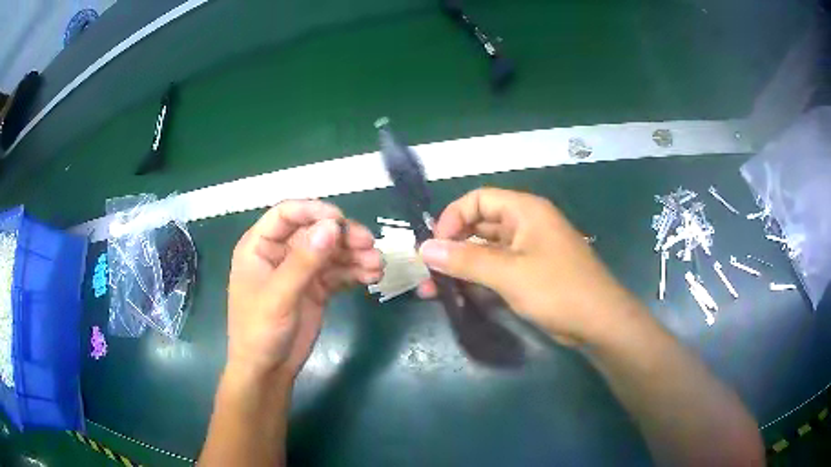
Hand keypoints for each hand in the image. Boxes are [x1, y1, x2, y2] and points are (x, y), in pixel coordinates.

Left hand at [226, 200, 381, 383]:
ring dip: (355, 255)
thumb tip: (332, 226)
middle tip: (370, 245)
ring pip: (331, 251)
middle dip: (343, 236)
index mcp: (260, 246)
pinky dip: (355, 272)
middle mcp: (281, 252)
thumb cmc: (260, 331)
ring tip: (378, 266)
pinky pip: (338, 272)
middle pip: (316, 231)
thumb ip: (304, 261)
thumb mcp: (279, 296)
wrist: (268, 370)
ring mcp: (300, 270)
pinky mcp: (316, 288)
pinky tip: (372, 277)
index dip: (314, 211)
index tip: (341, 221)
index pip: (287, 214)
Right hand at [417, 188, 637, 344]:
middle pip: (479, 226)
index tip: (435, 246)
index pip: (478, 199)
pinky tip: (457, 297)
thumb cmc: (558, 289)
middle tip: (428, 271)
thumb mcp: (509, 273)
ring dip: (460, 268)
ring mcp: (528, 251)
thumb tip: (424, 248)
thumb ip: (466, 260)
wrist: (599, 322)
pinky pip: (497, 270)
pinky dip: (477, 281)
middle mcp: (525, 225)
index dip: (453, 218)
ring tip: (432, 290)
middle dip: (451, 247)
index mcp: (525, 211)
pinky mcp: (530, 274)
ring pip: (486, 251)